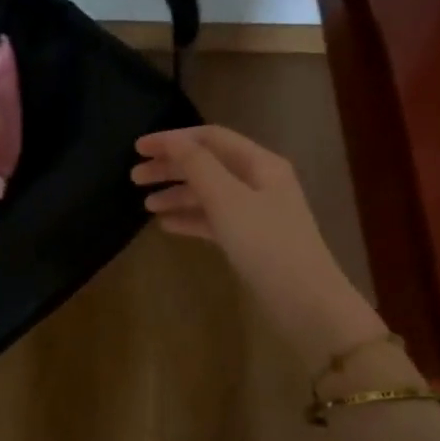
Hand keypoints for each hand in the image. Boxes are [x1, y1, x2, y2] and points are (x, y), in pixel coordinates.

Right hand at [133, 125, 386, 365]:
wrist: (305, 301)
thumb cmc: (266, 244)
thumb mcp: (227, 200)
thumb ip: (197, 166)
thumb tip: (172, 141)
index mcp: (260, 164)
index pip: (210, 139)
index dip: (173, 139)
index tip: (137, 149)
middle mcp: (260, 182)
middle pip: (208, 165)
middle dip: (171, 168)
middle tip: (134, 178)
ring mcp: (256, 213)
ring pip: (209, 194)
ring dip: (177, 195)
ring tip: (146, 206)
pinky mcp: (251, 240)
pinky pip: (215, 220)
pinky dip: (191, 219)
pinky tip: (167, 226)